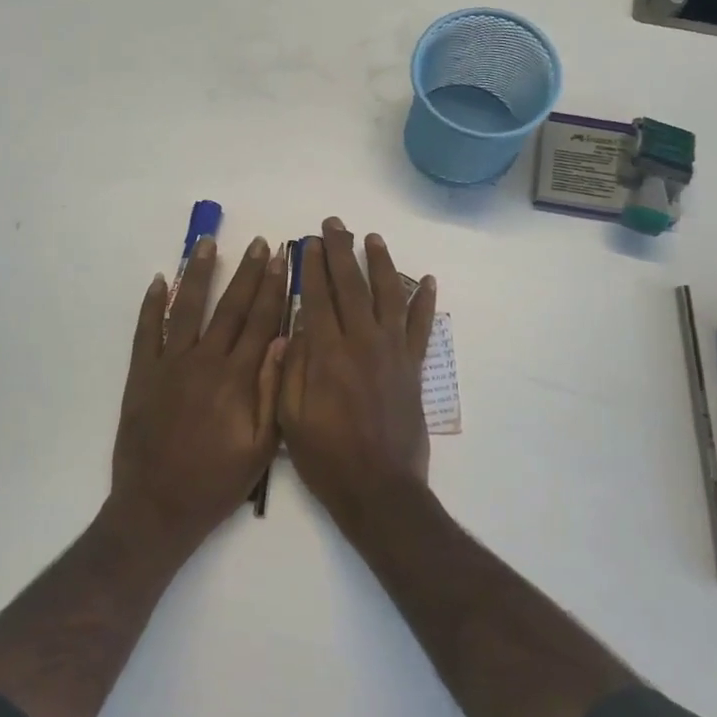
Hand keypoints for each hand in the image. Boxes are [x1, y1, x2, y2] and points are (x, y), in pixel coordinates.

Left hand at [110, 235, 287, 554]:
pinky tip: (160, 281)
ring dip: (199, 274)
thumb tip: (284, 342)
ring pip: (187, 309)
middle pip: (229, 308)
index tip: (281, 259)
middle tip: (257, 243)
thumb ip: (273, 392)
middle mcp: (204, 362)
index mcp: (237, 379)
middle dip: (246, 273)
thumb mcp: (261, 448)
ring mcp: (169, 365)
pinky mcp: (142, 375)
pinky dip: (152, 304)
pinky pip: (146, 331)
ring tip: (207, 244)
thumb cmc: (216, 482)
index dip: (272, 288)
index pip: (260, 322)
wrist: (158, 508)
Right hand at [278, 218, 437, 530]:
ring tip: (373, 238)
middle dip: (340, 251)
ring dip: (381, 263)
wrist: (380, 491)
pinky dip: (425, 302)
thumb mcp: (289, 417)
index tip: (307, 241)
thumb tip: (294, 326)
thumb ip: (290, 367)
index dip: (311, 266)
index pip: (317, 296)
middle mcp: (362, 343)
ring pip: (389, 295)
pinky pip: (421, 327)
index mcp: (327, 354)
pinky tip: (427, 280)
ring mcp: (393, 353)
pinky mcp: (414, 368)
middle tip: (333, 225)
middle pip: (351, 285)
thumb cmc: (326, 458)